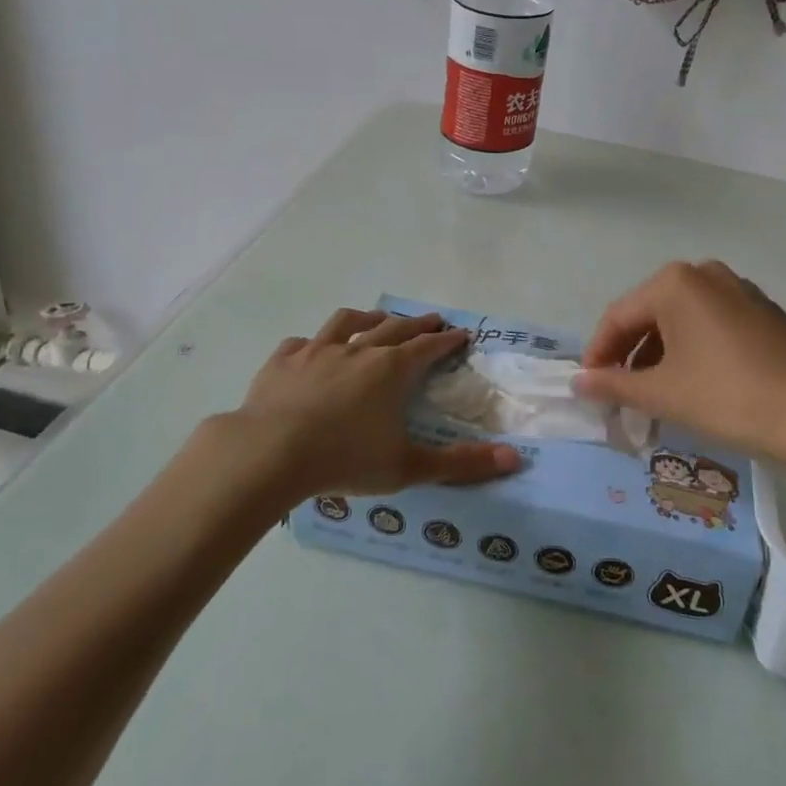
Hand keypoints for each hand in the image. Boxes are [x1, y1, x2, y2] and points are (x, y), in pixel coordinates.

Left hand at [211, 308, 520, 503]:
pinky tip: (312, 348)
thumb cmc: (345, 459)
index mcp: (391, 370)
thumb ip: (462, 464)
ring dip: (369, 318)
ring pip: (348, 322)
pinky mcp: (283, 360)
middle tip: (432, 319)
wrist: (270, 452)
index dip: (446, 340)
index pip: (428, 347)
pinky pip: (302, 342)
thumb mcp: (408, 467)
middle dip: (417, 323)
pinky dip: (314, 342)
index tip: (461, 333)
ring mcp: (318, 351)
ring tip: (379, 318)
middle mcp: (359, 350)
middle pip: (394, 328)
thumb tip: (515, 459)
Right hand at [572, 261, 785, 482]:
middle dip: (630, 355)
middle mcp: (704, 273)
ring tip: (654, 395)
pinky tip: (694, 383)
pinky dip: (692, 350)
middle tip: (619, 395)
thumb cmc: (729, 398)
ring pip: (681, 320)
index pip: (618, 317)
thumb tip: (578, 382)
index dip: (598, 354)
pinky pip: (711, 324)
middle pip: (649, 315)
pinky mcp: (762, 310)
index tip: (589, 387)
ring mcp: (738, 288)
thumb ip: (614, 384)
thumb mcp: (663, 393)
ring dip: (660, 355)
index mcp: (674, 282)